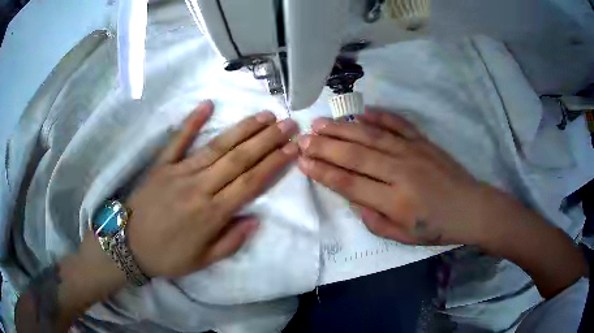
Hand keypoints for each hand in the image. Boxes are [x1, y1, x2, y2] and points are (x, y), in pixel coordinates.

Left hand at [126, 101, 298, 276]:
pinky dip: (192, 121)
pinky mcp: (161, 165)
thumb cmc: (167, 256)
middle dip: (267, 140)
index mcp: (211, 214)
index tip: (292, 148)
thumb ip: (230, 242)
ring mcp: (179, 172)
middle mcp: (199, 188)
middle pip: (239, 159)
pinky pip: (178, 140)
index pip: (250, 183)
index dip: (274, 164)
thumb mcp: (202, 261)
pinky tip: (208, 104)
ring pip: (217, 146)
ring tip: (264, 115)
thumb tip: (255, 220)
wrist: (127, 245)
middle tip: (288, 123)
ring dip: (243, 129)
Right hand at [297, 107, 483, 245]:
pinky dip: (379, 115)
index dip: (322, 172)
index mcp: (395, 201)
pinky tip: (361, 111)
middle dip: (325, 146)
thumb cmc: (436, 227)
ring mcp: (412, 152)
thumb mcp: (402, 236)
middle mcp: (400, 172)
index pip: (349, 183)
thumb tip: (352, 197)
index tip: (301, 161)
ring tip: (320, 123)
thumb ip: (373, 219)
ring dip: (343, 129)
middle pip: (355, 155)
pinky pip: (398, 124)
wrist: (470, 208)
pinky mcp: (423, 141)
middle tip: (303, 138)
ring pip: (371, 136)